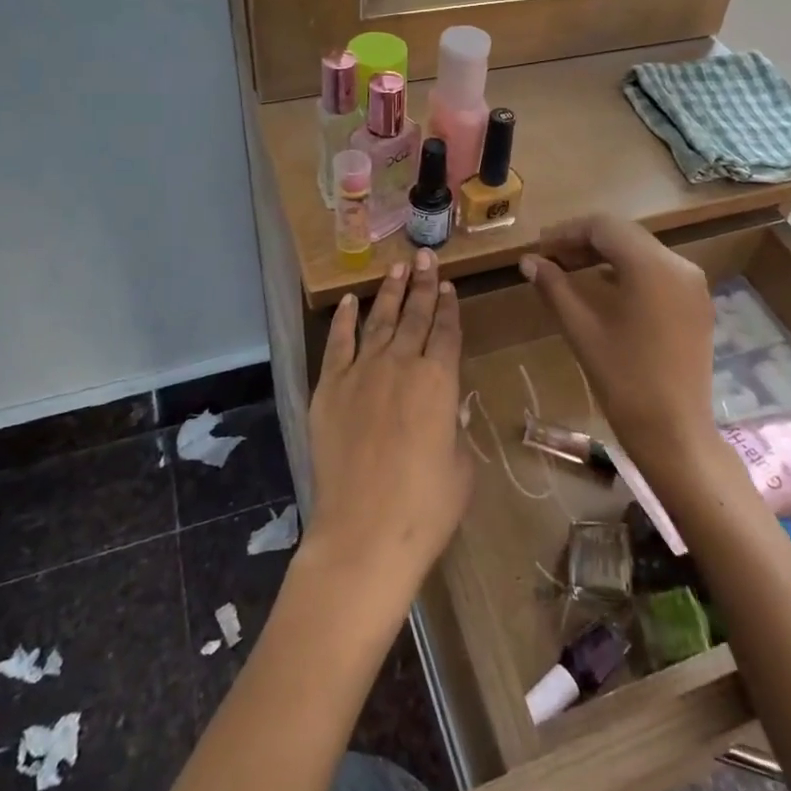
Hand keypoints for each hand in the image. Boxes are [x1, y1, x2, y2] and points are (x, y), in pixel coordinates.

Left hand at [304, 251, 472, 618]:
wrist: (365, 533)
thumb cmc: (426, 507)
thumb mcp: (460, 464)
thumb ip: (453, 425)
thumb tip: (444, 407)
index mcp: (440, 380)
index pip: (448, 332)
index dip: (449, 307)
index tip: (448, 285)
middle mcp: (402, 365)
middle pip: (415, 315)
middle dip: (423, 285)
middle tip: (426, 257)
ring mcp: (362, 373)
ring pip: (379, 321)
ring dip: (389, 293)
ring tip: (398, 269)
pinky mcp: (329, 388)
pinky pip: (338, 344)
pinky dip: (345, 320)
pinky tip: (351, 301)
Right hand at [520, 216, 717, 473]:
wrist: (675, 432)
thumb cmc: (623, 380)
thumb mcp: (581, 329)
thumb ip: (554, 287)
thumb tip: (528, 261)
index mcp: (651, 266)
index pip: (604, 226)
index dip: (567, 232)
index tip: (539, 248)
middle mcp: (679, 265)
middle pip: (625, 235)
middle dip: (585, 242)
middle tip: (550, 259)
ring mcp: (693, 285)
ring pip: (642, 252)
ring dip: (606, 256)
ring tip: (571, 273)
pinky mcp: (697, 304)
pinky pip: (658, 272)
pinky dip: (628, 272)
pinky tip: (604, 290)